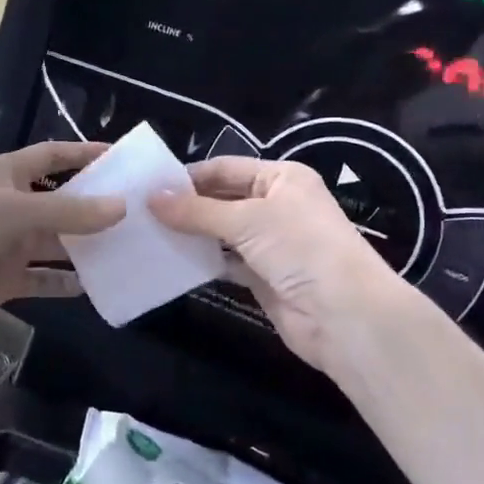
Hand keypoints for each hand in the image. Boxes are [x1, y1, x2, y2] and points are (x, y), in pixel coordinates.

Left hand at [0, 141, 124, 343]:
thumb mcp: (13, 209)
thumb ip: (68, 210)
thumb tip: (122, 207)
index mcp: (7, 175)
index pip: (53, 156)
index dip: (84, 154)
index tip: (123, 159)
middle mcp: (11, 206)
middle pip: (62, 201)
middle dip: (96, 207)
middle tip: (141, 213)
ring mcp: (8, 245)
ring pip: (57, 242)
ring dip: (87, 247)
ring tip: (130, 249)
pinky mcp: (5, 280)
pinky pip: (44, 278)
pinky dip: (66, 282)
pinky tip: (96, 285)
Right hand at [149, 157, 406, 373]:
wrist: (344, 315)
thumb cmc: (300, 248)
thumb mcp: (247, 220)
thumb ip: (197, 210)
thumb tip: (150, 198)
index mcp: (282, 178)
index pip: (226, 169)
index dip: (189, 176)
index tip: (147, 187)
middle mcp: (277, 205)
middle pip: (222, 200)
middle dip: (186, 206)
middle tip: (140, 213)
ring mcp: (271, 243)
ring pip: (222, 233)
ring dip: (191, 235)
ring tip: (147, 235)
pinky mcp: (264, 277)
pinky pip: (226, 263)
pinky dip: (203, 262)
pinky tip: (172, 262)